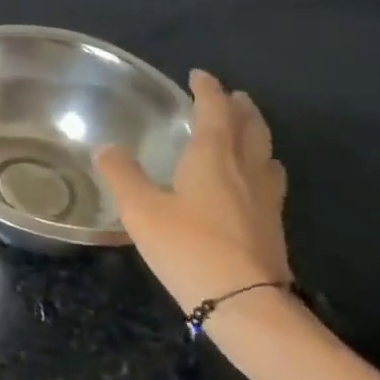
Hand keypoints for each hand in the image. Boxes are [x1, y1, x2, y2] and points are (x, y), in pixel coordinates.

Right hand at [94, 69, 290, 317]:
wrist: (245, 304)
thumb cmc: (189, 247)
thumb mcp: (141, 210)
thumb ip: (123, 175)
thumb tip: (108, 148)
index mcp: (214, 157)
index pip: (214, 111)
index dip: (207, 90)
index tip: (198, 75)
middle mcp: (245, 170)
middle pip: (250, 128)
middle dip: (239, 108)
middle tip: (229, 97)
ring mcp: (265, 199)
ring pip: (265, 154)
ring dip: (255, 136)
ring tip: (243, 134)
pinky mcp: (272, 226)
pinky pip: (268, 181)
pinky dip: (258, 167)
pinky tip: (248, 184)